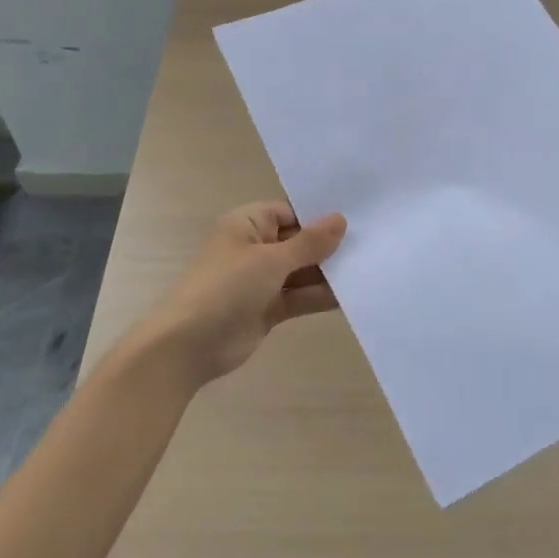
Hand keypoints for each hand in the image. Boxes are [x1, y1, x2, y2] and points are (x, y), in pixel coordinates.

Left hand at [129, 202, 347, 388]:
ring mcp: (260, 280)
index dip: (319, 217)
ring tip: (367, 269)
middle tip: (370, 244)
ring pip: (301, 271)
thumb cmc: (226, 287)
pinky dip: (319, 296)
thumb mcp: (271, 260)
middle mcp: (254, 247)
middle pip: (298, 242)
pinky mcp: (267, 308)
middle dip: (328, 247)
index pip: (290, 212)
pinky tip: (350, 295)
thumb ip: (309, 243)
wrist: (188, 345)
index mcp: (247, 224)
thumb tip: (340, 220)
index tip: (355, 221)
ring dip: (327, 273)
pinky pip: (298, 297)